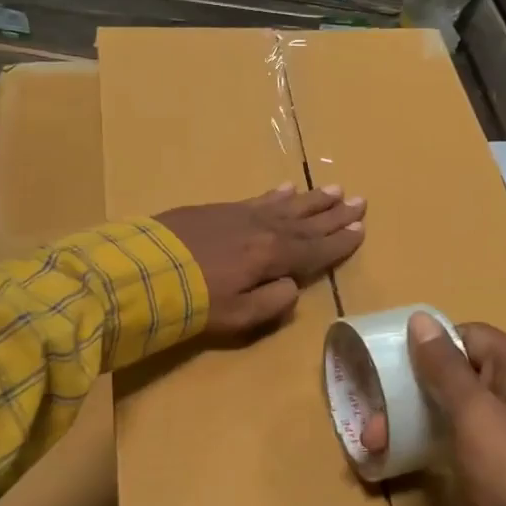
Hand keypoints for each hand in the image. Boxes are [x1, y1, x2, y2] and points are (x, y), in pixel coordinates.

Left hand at [156, 185, 366, 334]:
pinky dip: (276, 195)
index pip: (316, 250)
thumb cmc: (194, 302)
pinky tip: (287, 189)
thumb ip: (273, 302)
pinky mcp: (219, 209)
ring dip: (312, 199)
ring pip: (287, 205)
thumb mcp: (239, 316)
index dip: (340, 242)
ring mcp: (241, 215)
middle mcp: (265, 230)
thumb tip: (291, 285)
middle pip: (307, 222)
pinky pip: (258, 198)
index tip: (362, 230)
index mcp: (273, 256)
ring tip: (335, 190)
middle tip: (360, 201)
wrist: (144, 270)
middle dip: (335, 214)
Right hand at [362, 314, 505, 505]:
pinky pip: (469, 439)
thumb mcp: (475, 414)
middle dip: (417, 391)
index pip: (472, 337)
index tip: (396, 364)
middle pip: (465, 375)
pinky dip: (439, 441)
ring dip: (420, 418)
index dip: (433, 345)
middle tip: (376, 416)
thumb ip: (445, 368)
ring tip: (377, 440)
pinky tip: (406, 454)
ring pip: (462, 411)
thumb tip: (420, 321)